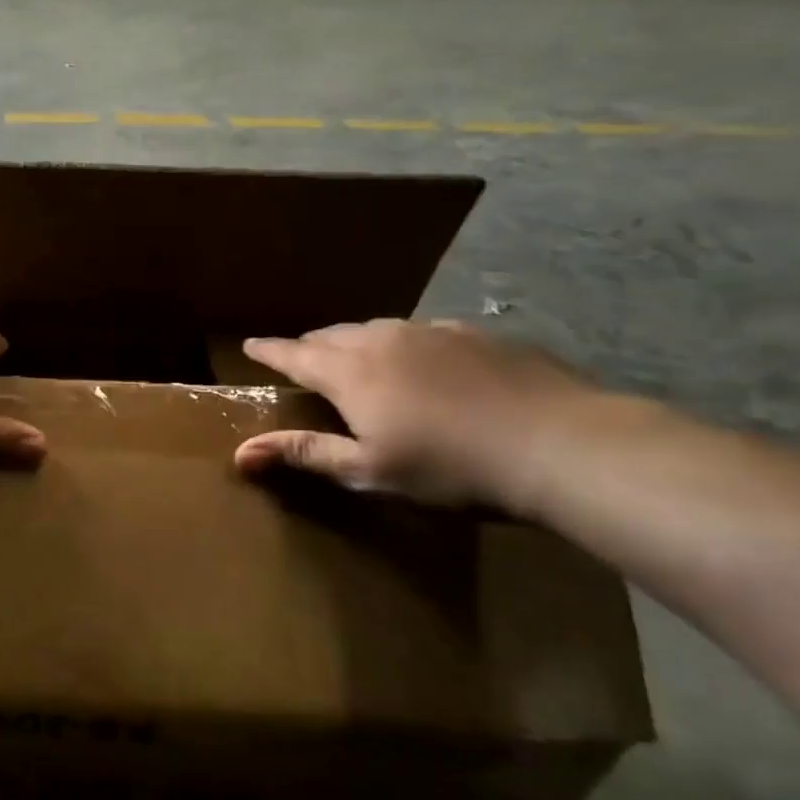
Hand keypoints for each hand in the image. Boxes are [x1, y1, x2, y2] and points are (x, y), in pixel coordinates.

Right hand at [234, 320, 593, 509]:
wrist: (561, 444)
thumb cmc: (451, 467)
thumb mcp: (370, 471)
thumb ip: (304, 453)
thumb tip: (239, 453)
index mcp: (350, 373)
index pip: (294, 354)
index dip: (269, 351)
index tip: (250, 345)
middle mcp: (383, 340)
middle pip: (332, 335)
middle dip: (310, 345)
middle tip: (302, 358)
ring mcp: (432, 331)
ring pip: (377, 328)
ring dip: (356, 341)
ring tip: (357, 357)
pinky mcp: (475, 334)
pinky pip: (422, 331)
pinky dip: (405, 343)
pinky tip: (423, 362)